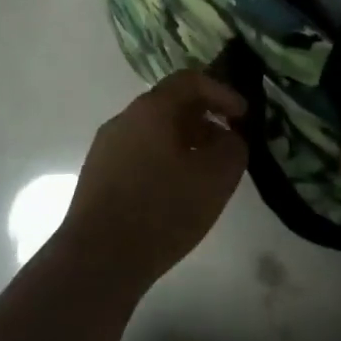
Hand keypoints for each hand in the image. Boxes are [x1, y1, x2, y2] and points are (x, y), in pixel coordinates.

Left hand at [56, 70, 249, 292]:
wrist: (97, 260)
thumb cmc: (162, 211)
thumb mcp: (215, 178)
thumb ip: (233, 148)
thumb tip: (229, 138)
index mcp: (151, 109)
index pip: (190, 81)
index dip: (222, 93)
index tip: (243, 117)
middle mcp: (124, 118)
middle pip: (170, 104)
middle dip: (204, 119)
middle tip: (227, 143)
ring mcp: (106, 147)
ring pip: (153, 131)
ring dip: (184, 142)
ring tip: (204, 171)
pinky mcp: (97, 175)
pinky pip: (138, 153)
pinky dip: (164, 160)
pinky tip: (175, 192)